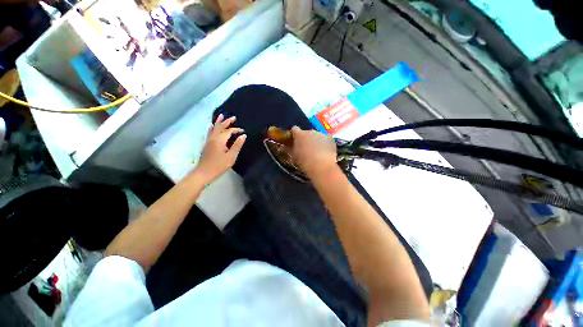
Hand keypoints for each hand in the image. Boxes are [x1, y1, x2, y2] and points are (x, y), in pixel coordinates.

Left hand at [193, 114, 245, 183]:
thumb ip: (237, 145)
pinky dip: (213, 127)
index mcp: (219, 140)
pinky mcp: (206, 144)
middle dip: (227, 121)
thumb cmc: (219, 165)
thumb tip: (243, 136)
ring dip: (218, 122)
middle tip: (233, 117)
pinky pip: (210, 132)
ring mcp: (208, 140)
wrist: (203, 172)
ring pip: (214, 128)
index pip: (228, 131)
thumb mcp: (231, 156)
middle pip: (220, 127)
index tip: (243, 131)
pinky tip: (212, 126)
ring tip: (221, 116)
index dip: (236, 130)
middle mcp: (213, 138)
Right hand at [290, 126, 336, 175]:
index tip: (294, 140)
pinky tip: (325, 152)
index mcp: (299, 134)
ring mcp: (321, 134)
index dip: (294, 134)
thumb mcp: (294, 157)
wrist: (321, 166)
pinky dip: (325, 143)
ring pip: (317, 135)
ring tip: (317, 151)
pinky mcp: (330, 138)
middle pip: (307, 132)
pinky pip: (326, 139)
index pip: (294, 129)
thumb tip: (283, 147)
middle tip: (306, 148)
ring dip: (316, 140)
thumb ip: (289, 150)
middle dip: (306, 138)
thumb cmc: (304, 162)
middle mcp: (310, 131)